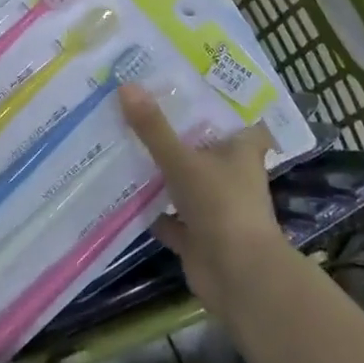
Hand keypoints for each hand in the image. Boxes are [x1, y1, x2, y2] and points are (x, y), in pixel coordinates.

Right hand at [120, 83, 281, 317]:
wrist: (239, 278)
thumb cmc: (222, 206)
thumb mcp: (183, 161)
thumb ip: (154, 128)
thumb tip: (125, 84)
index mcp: (241, 152)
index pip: (237, 119)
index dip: (219, 103)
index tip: (190, 84)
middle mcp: (231, 176)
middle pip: (203, 147)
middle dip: (176, 133)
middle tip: (140, 105)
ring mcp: (214, 208)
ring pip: (184, 181)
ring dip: (161, 171)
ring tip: (125, 141)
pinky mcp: (197, 236)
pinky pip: (169, 217)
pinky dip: (150, 209)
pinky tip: (123, 192)